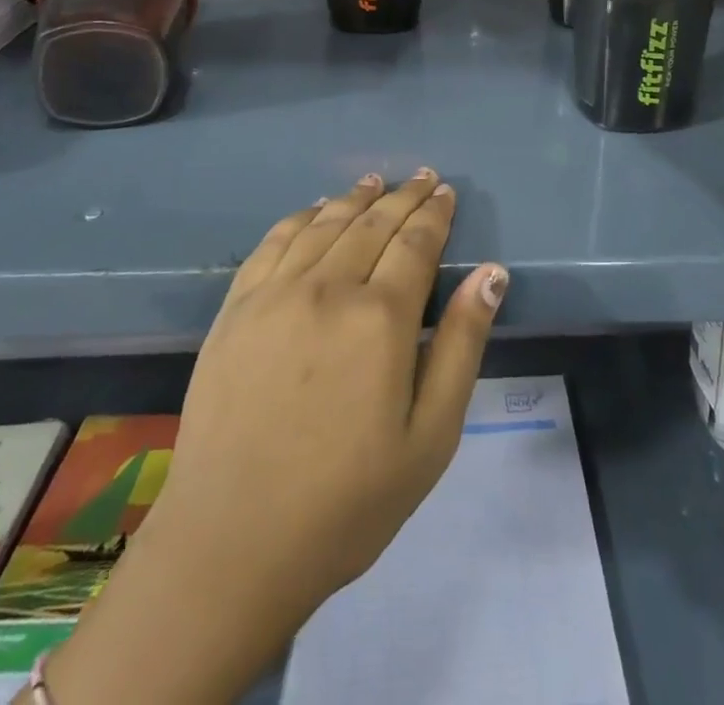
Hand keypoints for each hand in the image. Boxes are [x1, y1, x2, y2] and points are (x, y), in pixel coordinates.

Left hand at [41, 171, 508, 704]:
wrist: (231, 546)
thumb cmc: (347, 501)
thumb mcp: (431, 437)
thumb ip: (463, 345)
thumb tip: (492, 273)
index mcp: (381, 318)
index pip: (416, 243)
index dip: (435, 214)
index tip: (446, 192)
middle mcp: (328, 289)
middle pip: (373, 224)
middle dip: (404, 197)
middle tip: (423, 178)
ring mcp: (275, 295)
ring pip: (325, 224)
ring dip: (355, 198)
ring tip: (375, 182)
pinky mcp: (235, 310)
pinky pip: (273, 243)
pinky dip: (301, 217)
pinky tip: (315, 210)